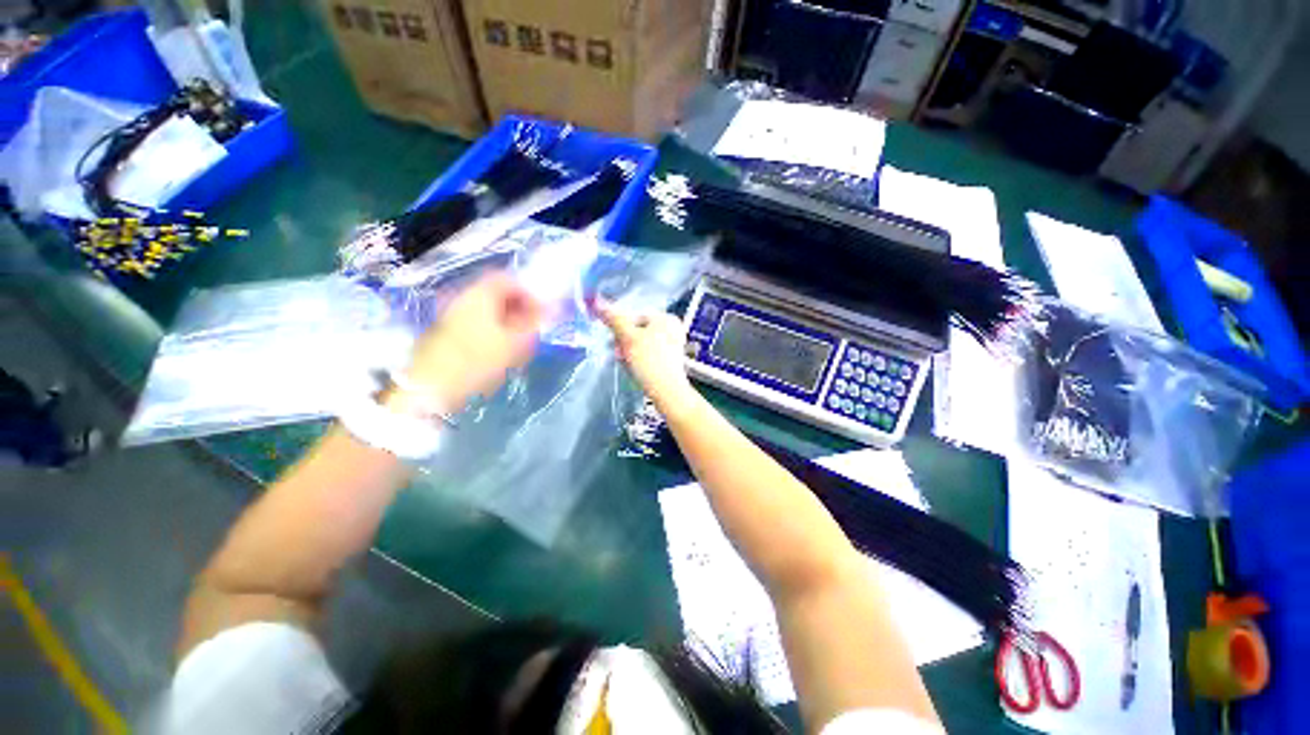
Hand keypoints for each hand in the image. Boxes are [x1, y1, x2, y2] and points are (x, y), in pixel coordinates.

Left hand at [403, 272, 544, 408]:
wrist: (432, 388)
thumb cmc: (479, 362)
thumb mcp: (516, 343)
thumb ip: (535, 323)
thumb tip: (551, 310)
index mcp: (480, 294)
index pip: (510, 280)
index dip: (530, 293)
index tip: (543, 313)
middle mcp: (463, 296)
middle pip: (496, 292)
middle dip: (519, 307)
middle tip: (533, 327)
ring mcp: (450, 313)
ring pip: (486, 308)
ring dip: (506, 319)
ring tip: (519, 341)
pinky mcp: (444, 330)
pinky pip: (475, 320)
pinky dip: (492, 327)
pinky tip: (498, 348)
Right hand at [596, 300, 693, 406]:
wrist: (668, 392)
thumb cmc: (650, 362)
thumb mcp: (628, 338)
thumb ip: (613, 319)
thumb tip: (597, 301)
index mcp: (666, 318)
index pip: (634, 316)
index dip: (620, 329)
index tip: (615, 342)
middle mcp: (672, 329)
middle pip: (637, 330)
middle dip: (625, 343)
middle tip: (620, 355)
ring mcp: (672, 345)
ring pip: (641, 344)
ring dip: (629, 353)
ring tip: (628, 365)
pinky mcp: (669, 361)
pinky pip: (648, 355)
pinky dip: (639, 361)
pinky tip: (636, 371)